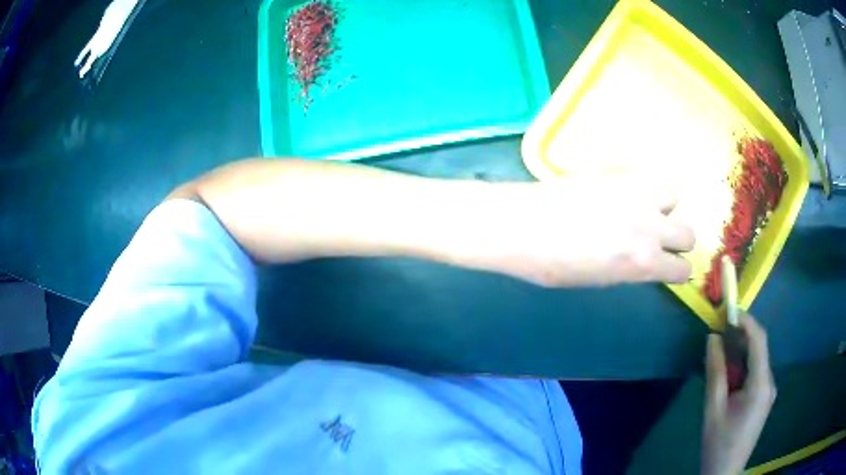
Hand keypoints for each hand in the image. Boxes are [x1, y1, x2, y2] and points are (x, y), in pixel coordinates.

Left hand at [462, 175, 694, 286]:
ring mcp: (636, 193)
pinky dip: (644, 187)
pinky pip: (647, 176)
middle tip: (656, 241)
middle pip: (688, 234)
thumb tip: (643, 260)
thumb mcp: (599, 279)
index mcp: (643, 262)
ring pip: (673, 197)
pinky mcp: (618, 170)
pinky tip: (623, 193)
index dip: (676, 271)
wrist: (521, 224)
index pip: (683, 269)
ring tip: (639, 212)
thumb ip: (631, 268)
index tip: (668, 268)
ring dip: (662, 208)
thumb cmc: (552, 265)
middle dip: (676, 241)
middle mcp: (649, 226)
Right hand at [702, 314, 775, 474]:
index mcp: (761, 385)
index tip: (728, 311)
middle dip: (740, 338)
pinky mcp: (764, 399)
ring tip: (719, 359)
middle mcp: (769, 383)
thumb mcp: (713, 410)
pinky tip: (728, 379)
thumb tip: (712, 338)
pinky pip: (755, 374)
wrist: (724, 473)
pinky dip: (742, 368)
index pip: (759, 340)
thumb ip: (715, 372)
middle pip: (759, 349)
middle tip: (718, 335)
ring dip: (740, 355)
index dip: (746, 321)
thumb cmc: (718, 444)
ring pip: (756, 362)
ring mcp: (768, 391)